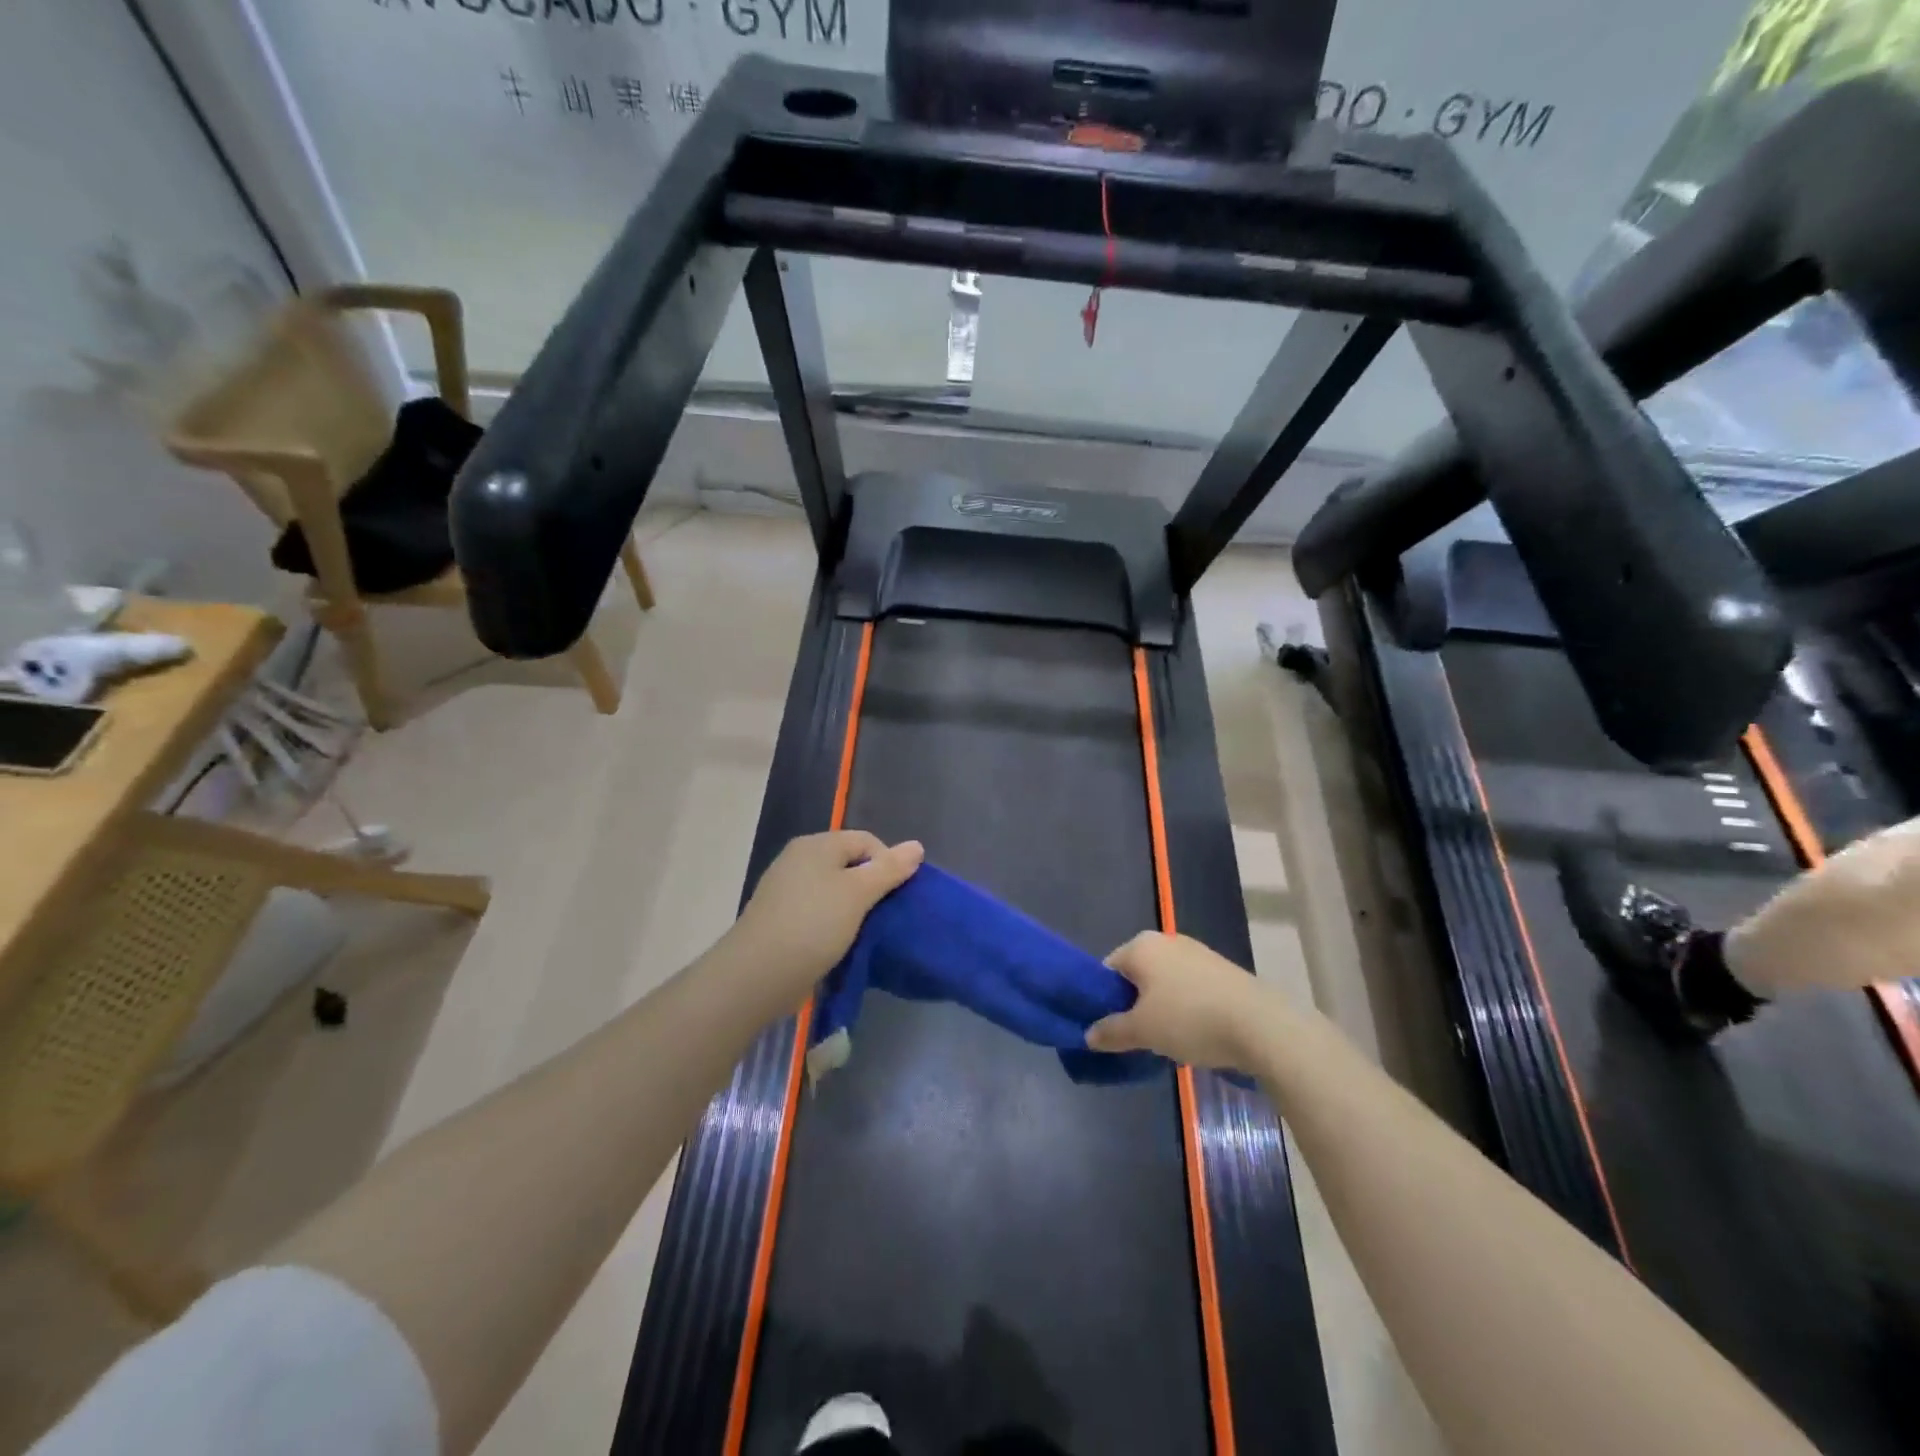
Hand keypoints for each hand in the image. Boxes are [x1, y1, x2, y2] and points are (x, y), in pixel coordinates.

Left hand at [731, 831, 923, 991]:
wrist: (757, 975)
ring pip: (834, 889)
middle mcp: (798, 859)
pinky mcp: (780, 917)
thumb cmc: (813, 925)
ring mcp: (785, 889)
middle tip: (884, 915)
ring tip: (865, 932)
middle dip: (871, 886)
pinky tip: (840, 943)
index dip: (888, 864)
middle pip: (849, 863)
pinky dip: (833, 923)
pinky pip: (817, 911)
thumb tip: (916, 846)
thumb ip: (889, 869)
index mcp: (816, 845)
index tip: (896, 896)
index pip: (867, 841)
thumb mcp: (858, 894)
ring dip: (853, 908)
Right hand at [1086, 931, 1269, 1072]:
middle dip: (1134, 1004)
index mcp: (1141, 946)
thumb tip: (1089, 1034)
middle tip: (1138, 1036)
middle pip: (1137, 974)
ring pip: (1165, 982)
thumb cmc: (1189, 1019)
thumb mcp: (1142, 1031)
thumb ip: (1111, 1031)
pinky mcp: (1223, 970)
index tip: (1111, 1028)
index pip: (1108, 969)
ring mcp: (1198, 953)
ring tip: (1170, 1040)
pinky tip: (1197, 1033)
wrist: (1260, 1025)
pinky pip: (1191, 988)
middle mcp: (1167, 941)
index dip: (1104, 999)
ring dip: (1161, 1008)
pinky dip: (1187, 1007)